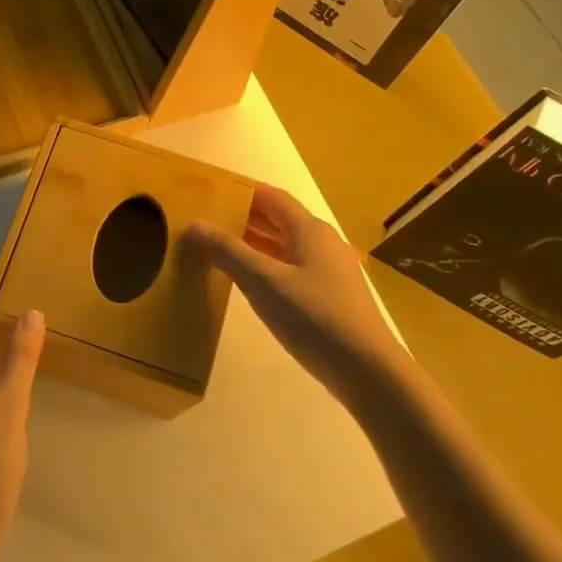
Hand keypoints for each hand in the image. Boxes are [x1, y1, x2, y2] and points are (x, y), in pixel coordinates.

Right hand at [186, 184, 406, 407]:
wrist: (367, 370)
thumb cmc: (314, 317)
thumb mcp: (263, 282)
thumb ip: (228, 252)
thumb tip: (194, 225)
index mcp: (309, 230)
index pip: (272, 198)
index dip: (243, 191)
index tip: (211, 191)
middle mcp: (322, 243)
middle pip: (279, 220)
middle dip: (245, 216)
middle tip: (208, 219)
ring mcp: (329, 271)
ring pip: (285, 246)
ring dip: (255, 243)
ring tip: (220, 247)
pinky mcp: (330, 297)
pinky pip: (292, 269)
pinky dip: (267, 266)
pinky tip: (249, 281)